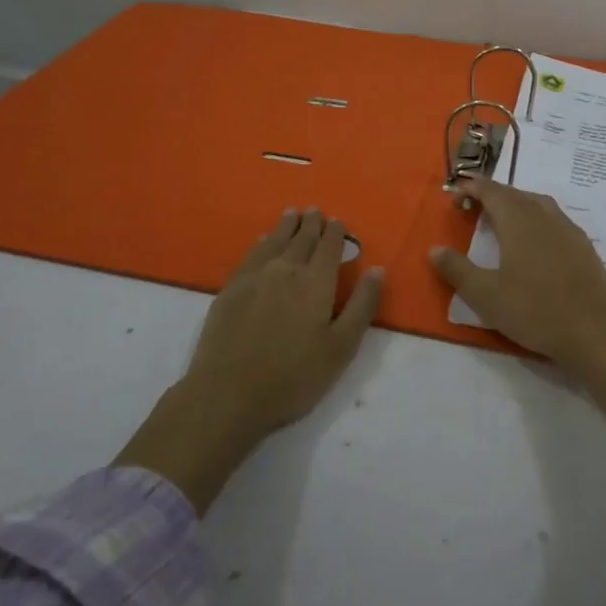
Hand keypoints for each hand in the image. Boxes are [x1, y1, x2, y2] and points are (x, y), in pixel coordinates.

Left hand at [117, 208, 384, 510]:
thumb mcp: (341, 347)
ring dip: (286, 226)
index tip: (339, 221)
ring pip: (274, 242)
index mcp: (316, 282)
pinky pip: (251, 255)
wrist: (228, 394)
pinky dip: (262, 243)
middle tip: (315, 211)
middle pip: (301, 239)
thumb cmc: (294, 376)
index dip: (336, 233)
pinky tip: (263, 241)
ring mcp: (254, 277)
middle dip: (312, 224)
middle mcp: (285, 270)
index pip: (329, 247)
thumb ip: (362, 305)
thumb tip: (377, 269)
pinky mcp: (230, 290)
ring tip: (292, 214)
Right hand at [430, 178, 605, 473]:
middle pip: (516, 194)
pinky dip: (538, 219)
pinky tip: (537, 240)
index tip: (457, 190)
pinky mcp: (585, 247)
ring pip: (539, 204)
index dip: (473, 187)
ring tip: (503, 219)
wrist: (594, 332)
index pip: (492, 191)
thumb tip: (435, 249)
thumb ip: (457, 270)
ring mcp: (569, 230)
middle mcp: (545, 216)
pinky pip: (556, 220)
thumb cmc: (534, 310)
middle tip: (474, 206)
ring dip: (518, 204)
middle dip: (493, 194)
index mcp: (519, 220)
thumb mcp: (485, 295)